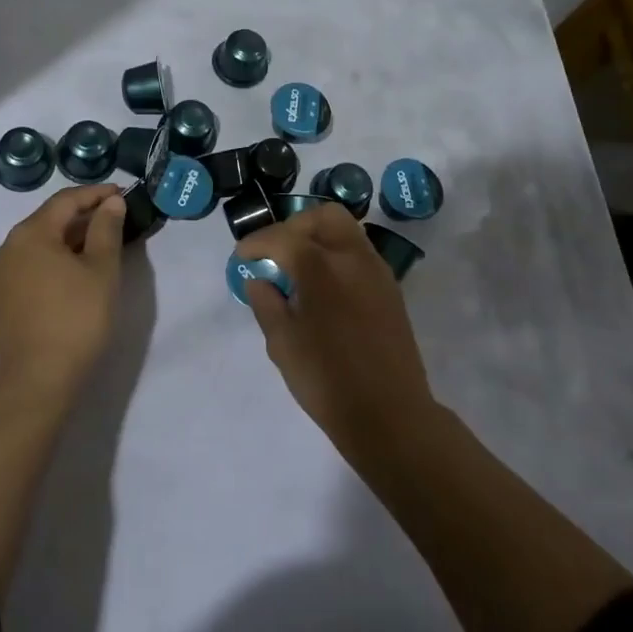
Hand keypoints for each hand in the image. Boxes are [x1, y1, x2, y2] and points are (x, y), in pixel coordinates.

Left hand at [0, 184, 125, 401]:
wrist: (36, 382)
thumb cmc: (75, 320)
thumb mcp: (102, 270)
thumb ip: (106, 229)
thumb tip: (110, 203)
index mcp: (29, 233)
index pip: (66, 200)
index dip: (96, 194)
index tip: (122, 194)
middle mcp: (6, 247)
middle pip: (49, 220)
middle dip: (82, 217)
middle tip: (115, 219)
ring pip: (38, 243)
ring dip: (68, 239)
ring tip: (99, 244)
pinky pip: (30, 265)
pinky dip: (53, 260)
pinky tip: (74, 270)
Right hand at [239, 204, 436, 458]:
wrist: (390, 415)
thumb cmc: (328, 380)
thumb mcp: (282, 344)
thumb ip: (265, 303)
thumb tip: (259, 279)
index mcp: (322, 267)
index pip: (282, 237)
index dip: (256, 243)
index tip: (241, 258)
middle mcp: (352, 258)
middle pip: (322, 217)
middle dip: (293, 226)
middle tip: (275, 253)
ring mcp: (376, 271)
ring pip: (346, 230)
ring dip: (317, 237)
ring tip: (298, 268)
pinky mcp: (390, 288)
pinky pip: (359, 253)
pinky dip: (336, 254)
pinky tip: (323, 287)